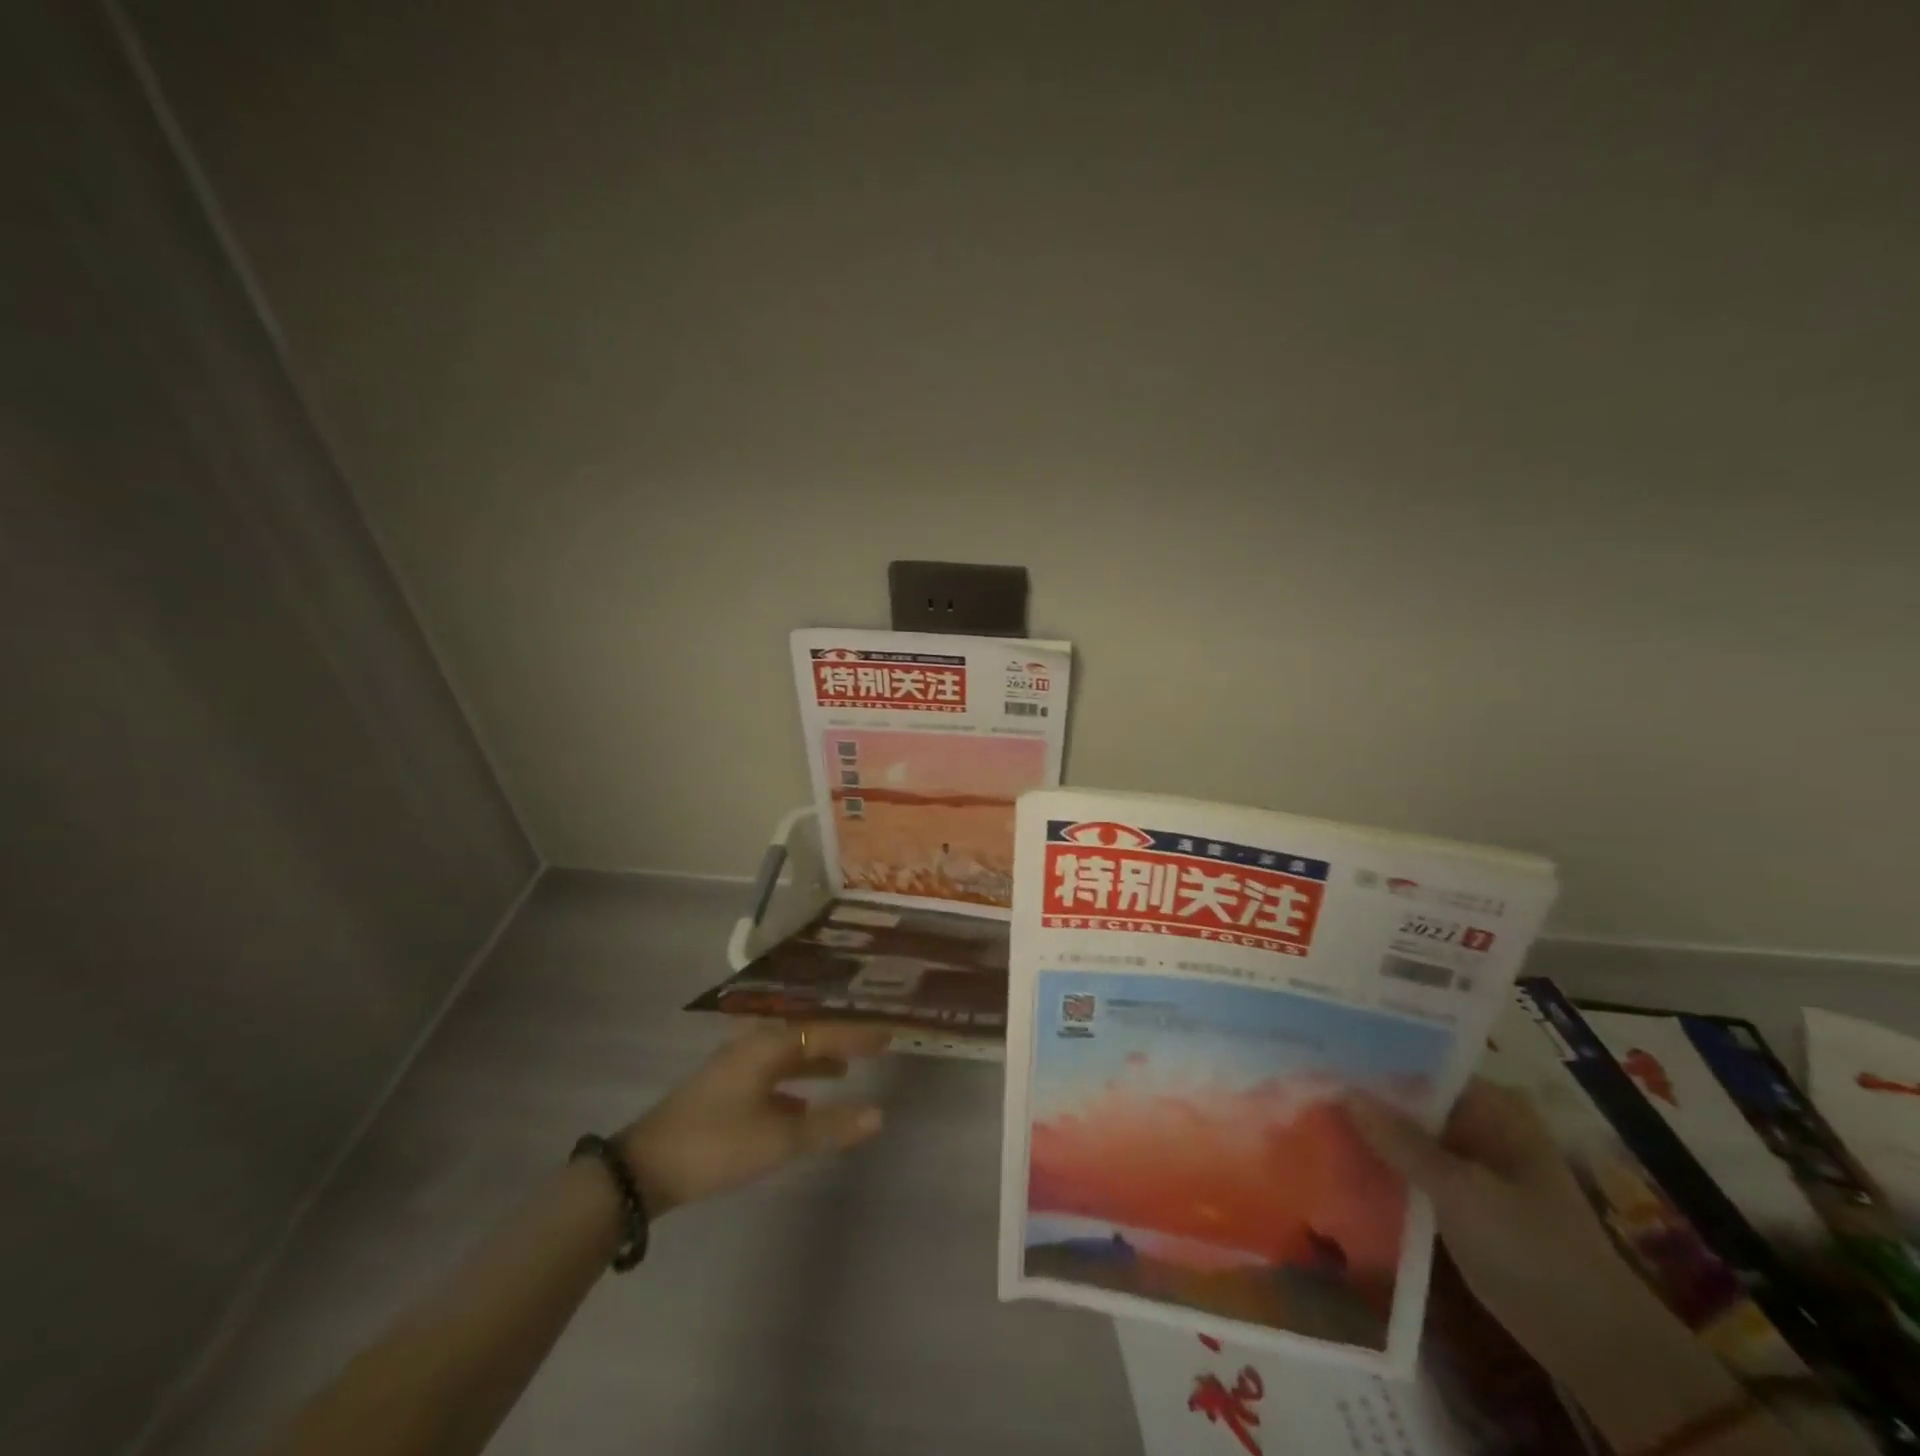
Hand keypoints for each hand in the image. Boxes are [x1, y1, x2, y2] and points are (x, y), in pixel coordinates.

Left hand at [618, 1022, 888, 1215]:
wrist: (643, 1169)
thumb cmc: (716, 1144)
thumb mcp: (778, 1138)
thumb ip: (829, 1126)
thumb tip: (879, 1115)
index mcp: (767, 1046)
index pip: (823, 1033)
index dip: (857, 1035)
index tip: (889, 1033)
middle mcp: (752, 1047)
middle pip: (805, 1038)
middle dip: (838, 1042)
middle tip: (873, 1046)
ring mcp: (735, 1069)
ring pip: (787, 1057)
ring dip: (815, 1062)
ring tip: (845, 1070)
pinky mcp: (723, 1092)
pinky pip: (772, 1076)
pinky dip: (794, 1084)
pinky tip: (802, 1103)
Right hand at [1348, 1080, 1803, 1455]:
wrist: (1592, 1342)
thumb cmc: (1532, 1249)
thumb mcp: (1460, 1191)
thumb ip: (1400, 1141)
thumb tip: (1342, 1090)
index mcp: (1493, 1106)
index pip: (1420, 1067)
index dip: (1372, 1062)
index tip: (1319, 1056)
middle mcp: (1480, 1123)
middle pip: (1410, 1100)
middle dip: (1364, 1098)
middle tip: (1302, 1083)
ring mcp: (1470, 1161)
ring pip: (1406, 1134)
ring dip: (1368, 1133)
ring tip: (1307, 1115)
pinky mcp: (1459, 1196)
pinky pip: (1411, 1167)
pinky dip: (1382, 1165)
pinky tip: (1336, 1158)